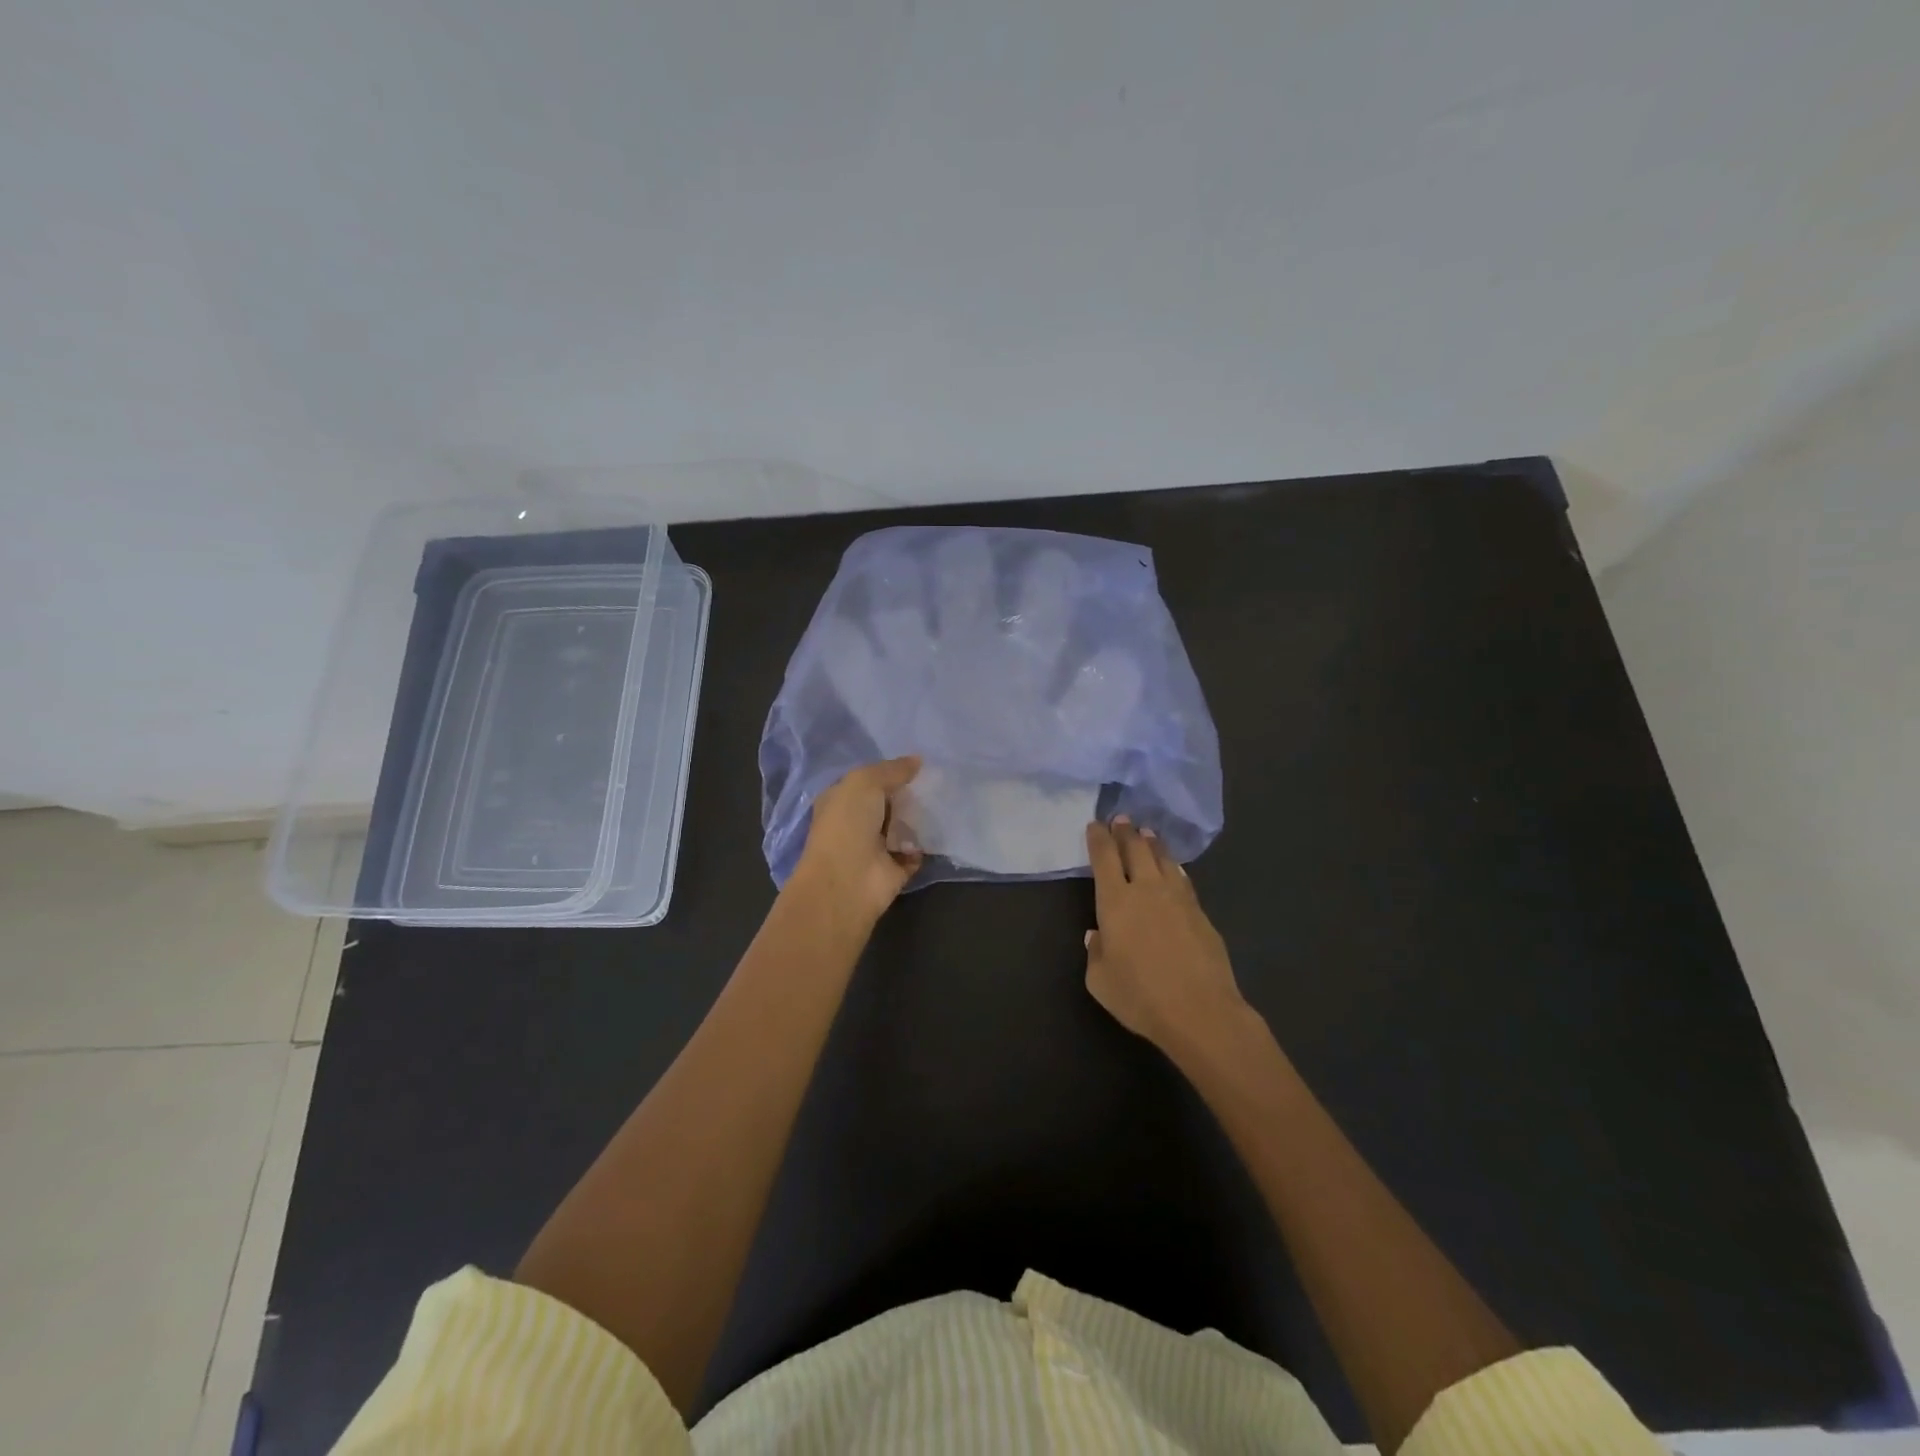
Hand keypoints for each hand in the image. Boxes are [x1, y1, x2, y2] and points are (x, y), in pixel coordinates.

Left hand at [790, 757, 924, 926]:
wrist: (847, 881)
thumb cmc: (847, 824)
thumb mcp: (865, 782)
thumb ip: (891, 770)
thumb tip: (918, 760)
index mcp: (840, 800)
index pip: (866, 781)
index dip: (888, 771)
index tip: (917, 763)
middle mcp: (855, 823)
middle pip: (887, 803)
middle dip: (908, 794)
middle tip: (936, 781)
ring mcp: (874, 848)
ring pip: (902, 827)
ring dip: (918, 819)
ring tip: (940, 803)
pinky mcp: (894, 869)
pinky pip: (915, 853)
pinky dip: (924, 846)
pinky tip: (936, 832)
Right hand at [1084, 817, 1250, 1059]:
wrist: (1200, 1011)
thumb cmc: (1140, 997)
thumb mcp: (1100, 981)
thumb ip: (1095, 953)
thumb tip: (1097, 934)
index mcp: (1115, 902)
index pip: (1104, 858)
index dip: (1098, 838)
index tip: (1095, 825)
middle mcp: (1146, 890)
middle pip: (1136, 849)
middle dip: (1126, 831)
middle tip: (1122, 819)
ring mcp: (1178, 898)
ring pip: (1163, 859)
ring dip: (1152, 843)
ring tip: (1147, 834)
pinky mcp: (1201, 913)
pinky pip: (1183, 879)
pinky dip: (1173, 867)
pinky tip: (1173, 868)